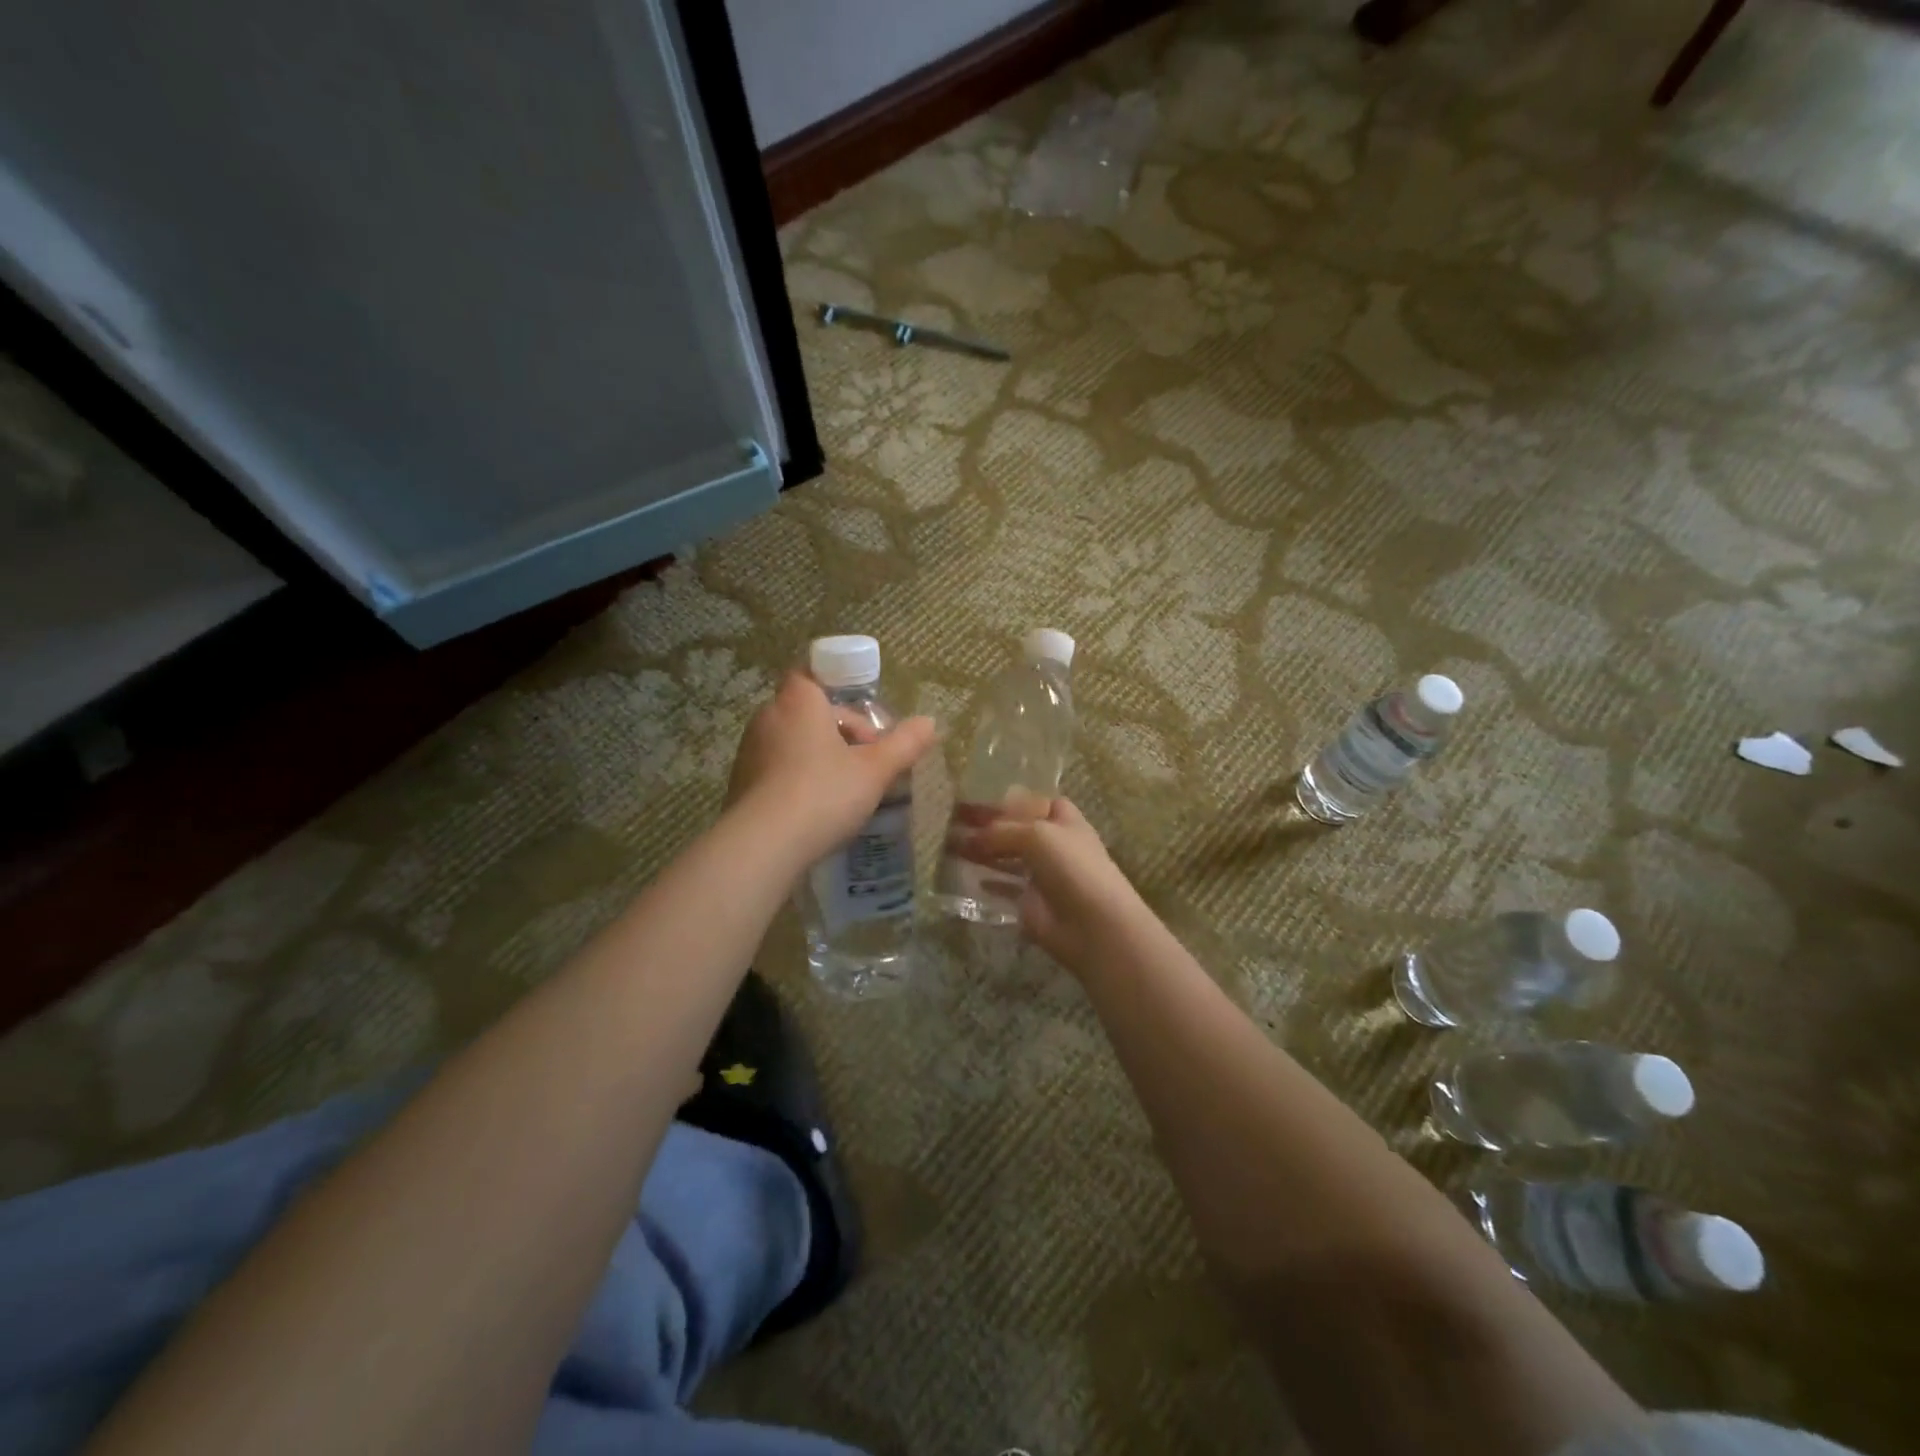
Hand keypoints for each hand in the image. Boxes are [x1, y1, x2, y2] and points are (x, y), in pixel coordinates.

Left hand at [729, 671, 935, 866]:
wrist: (762, 846)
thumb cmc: (823, 794)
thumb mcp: (874, 771)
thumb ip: (904, 744)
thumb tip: (930, 722)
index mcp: (798, 702)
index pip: (811, 674)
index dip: (838, 690)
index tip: (865, 719)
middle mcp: (768, 717)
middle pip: (809, 712)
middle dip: (840, 731)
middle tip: (868, 760)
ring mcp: (749, 751)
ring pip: (792, 742)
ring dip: (820, 756)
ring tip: (848, 788)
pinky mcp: (740, 783)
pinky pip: (776, 769)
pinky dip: (798, 778)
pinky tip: (818, 809)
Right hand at [961, 798, 1145, 975]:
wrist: (1093, 924)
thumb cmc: (1072, 867)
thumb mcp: (1036, 835)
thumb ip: (1000, 831)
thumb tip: (968, 838)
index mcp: (1061, 818)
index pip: (1029, 801)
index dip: (1003, 800)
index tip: (970, 798)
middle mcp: (1051, 842)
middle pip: (1013, 829)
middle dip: (985, 826)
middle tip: (949, 821)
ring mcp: (1040, 873)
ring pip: (1005, 857)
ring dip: (980, 852)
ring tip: (948, 846)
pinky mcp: (1030, 902)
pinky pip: (1003, 888)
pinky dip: (986, 883)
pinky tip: (966, 878)